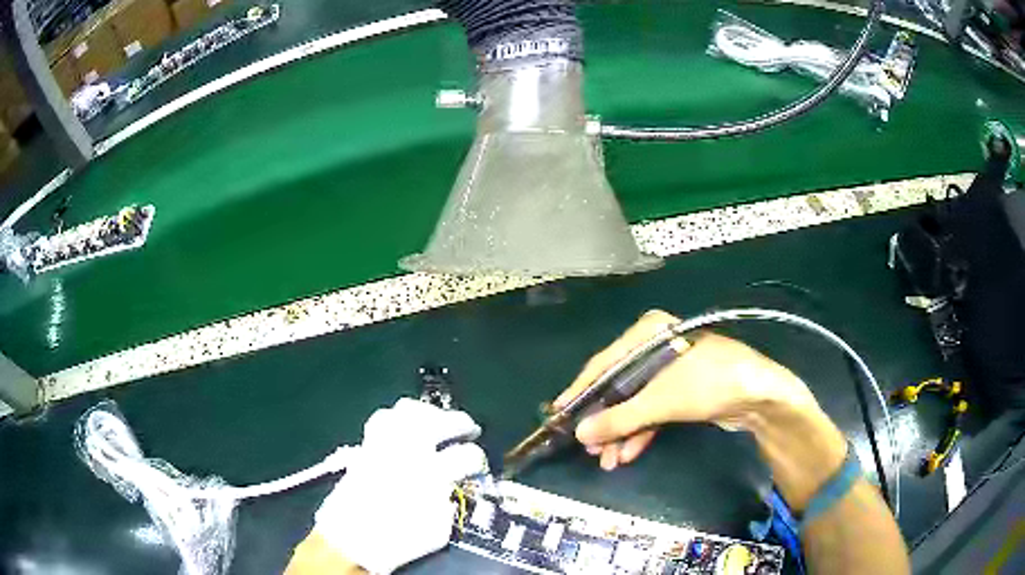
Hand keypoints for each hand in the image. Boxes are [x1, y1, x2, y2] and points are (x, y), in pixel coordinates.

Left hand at [312, 398, 487, 573]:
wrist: (351, 540)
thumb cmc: (398, 541)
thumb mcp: (437, 530)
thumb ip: (449, 502)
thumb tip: (453, 486)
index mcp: (431, 477)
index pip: (466, 455)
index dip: (478, 459)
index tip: (479, 466)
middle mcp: (408, 453)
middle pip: (440, 422)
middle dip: (461, 423)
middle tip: (471, 429)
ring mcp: (385, 445)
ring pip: (409, 411)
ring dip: (430, 412)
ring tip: (440, 419)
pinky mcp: (366, 446)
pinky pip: (383, 418)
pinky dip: (399, 417)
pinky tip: (407, 425)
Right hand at [553, 310, 820, 470]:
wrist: (759, 396)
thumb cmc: (708, 383)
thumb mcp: (661, 401)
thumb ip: (619, 418)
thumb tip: (580, 433)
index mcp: (648, 334)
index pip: (603, 364)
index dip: (580, 391)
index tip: (558, 414)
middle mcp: (655, 348)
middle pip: (617, 387)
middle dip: (604, 420)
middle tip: (587, 446)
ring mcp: (668, 372)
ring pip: (633, 403)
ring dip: (620, 432)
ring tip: (605, 459)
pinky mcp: (680, 391)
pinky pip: (650, 412)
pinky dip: (639, 432)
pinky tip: (627, 453)